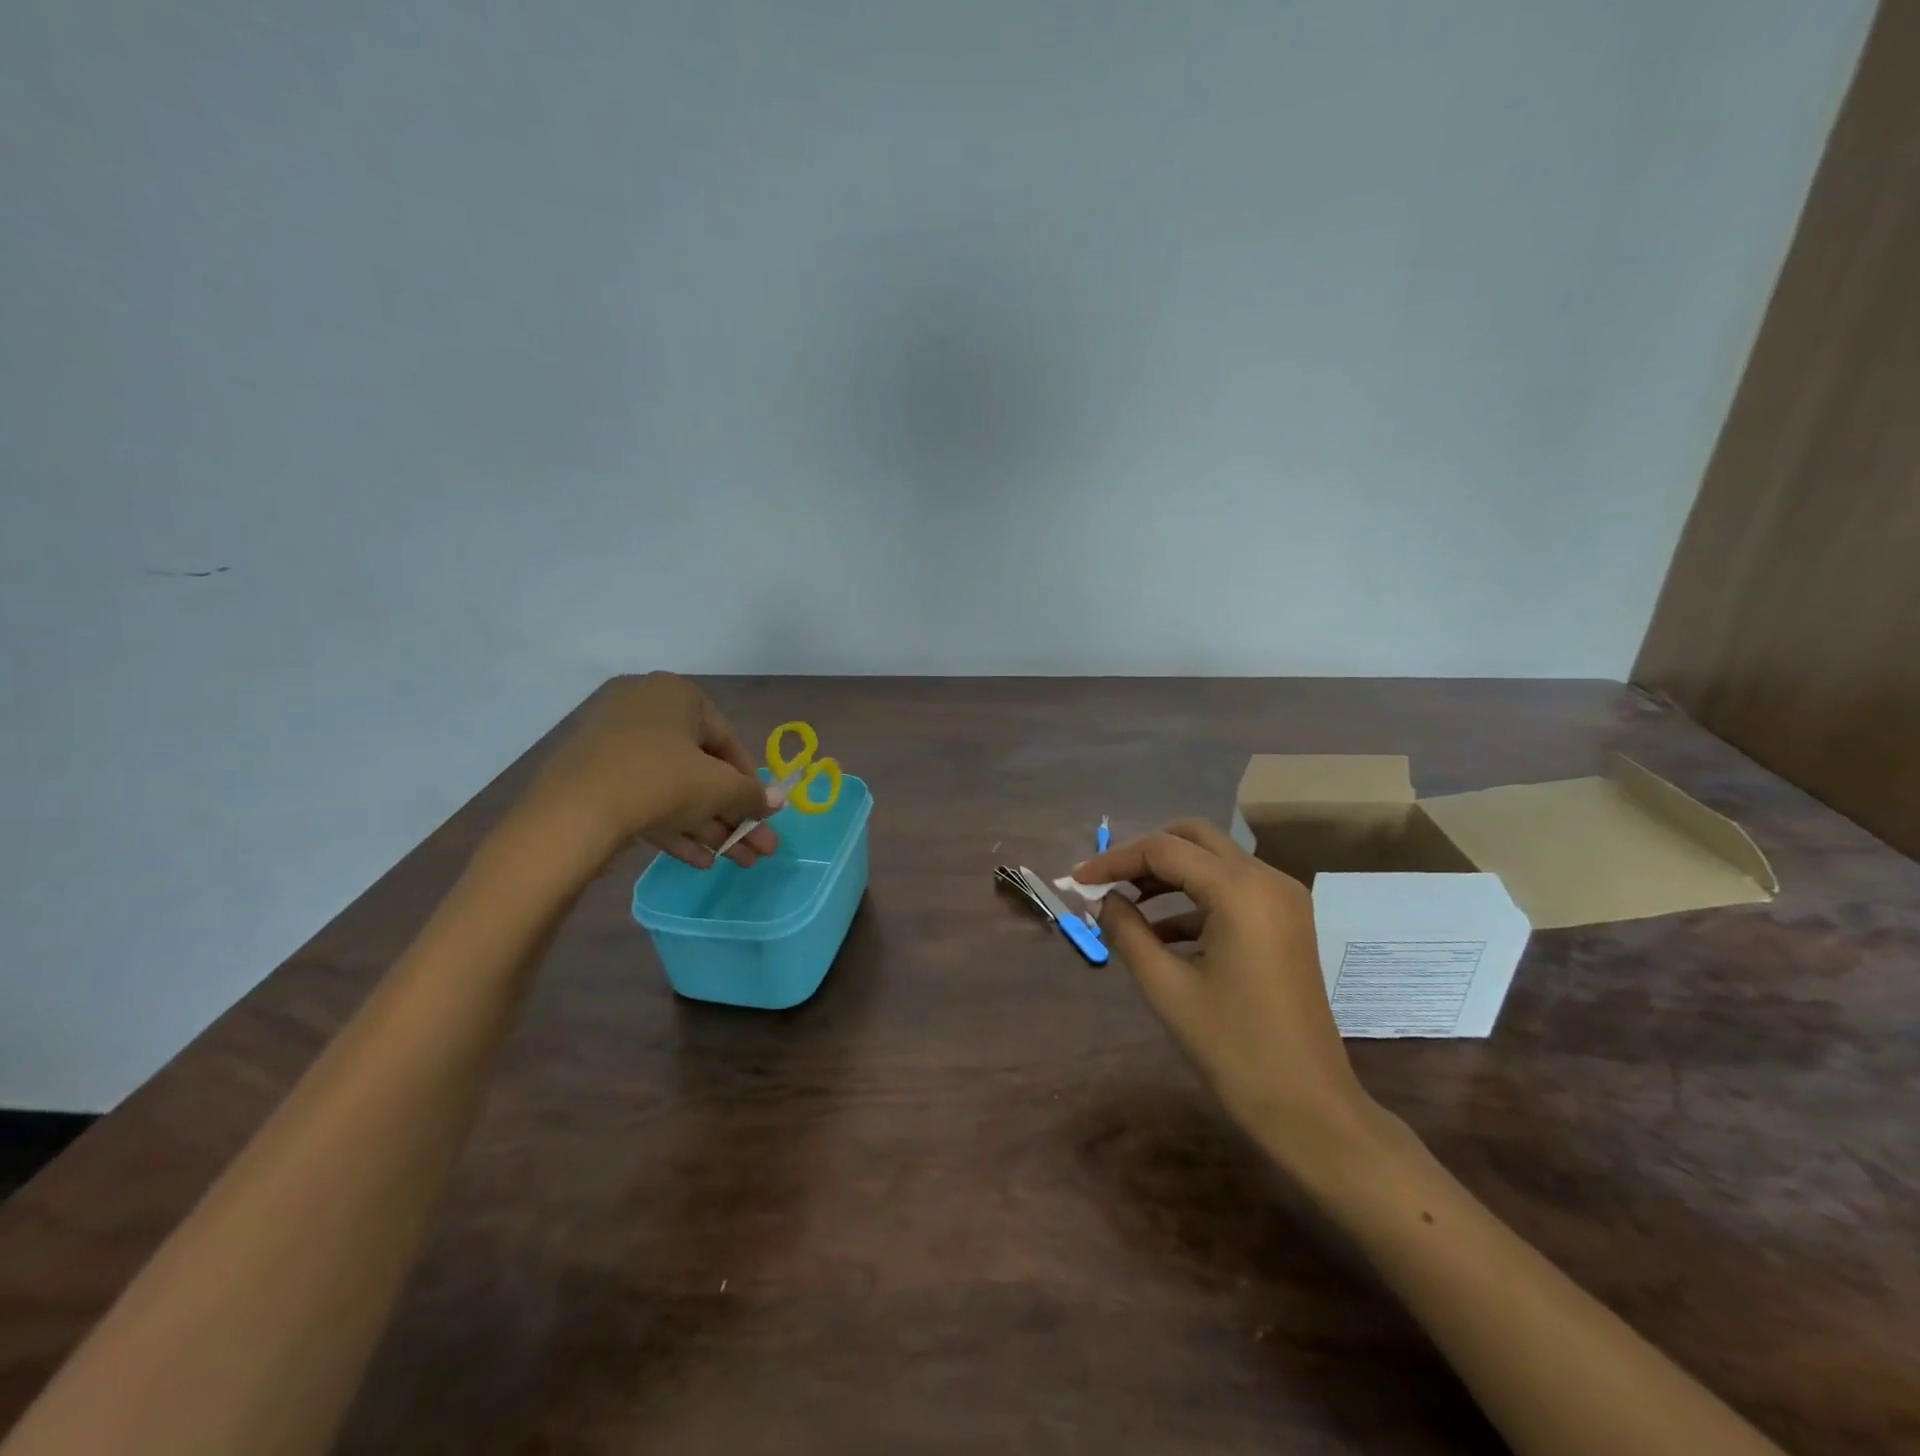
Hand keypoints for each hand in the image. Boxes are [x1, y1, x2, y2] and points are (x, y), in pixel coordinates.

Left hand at [522, 673, 777, 870]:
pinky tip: (699, 861)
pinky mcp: (594, 778)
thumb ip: (752, 794)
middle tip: (757, 848)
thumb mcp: (719, 787)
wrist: (572, 814)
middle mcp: (644, 710)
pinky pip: (644, 798)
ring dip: (710, 827)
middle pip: (701, 769)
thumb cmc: (660, 780)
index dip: (749, 782)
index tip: (763, 813)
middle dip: (733, 814)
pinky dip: (673, 826)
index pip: (727, 740)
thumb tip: (779, 800)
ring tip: (736, 863)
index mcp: (676, 696)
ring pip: (674, 788)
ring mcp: (614, 744)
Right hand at [1071, 820, 1381, 1173]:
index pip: (1164, 850)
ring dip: (1168, 874)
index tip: (1077, 880)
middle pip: (1193, 838)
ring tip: (1125, 906)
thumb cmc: (1234, 1049)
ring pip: (1213, 860)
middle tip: (1106, 884)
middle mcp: (1267, 879)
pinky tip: (1161, 933)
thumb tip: (1102, 900)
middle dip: (1144, 855)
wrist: (1309, 1108)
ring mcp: (1283, 899)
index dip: (1114, 860)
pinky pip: (1231, 888)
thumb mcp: (1167, 988)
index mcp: (1240, 891)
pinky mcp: (1286, 920)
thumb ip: (1126, 932)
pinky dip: (1194, 898)